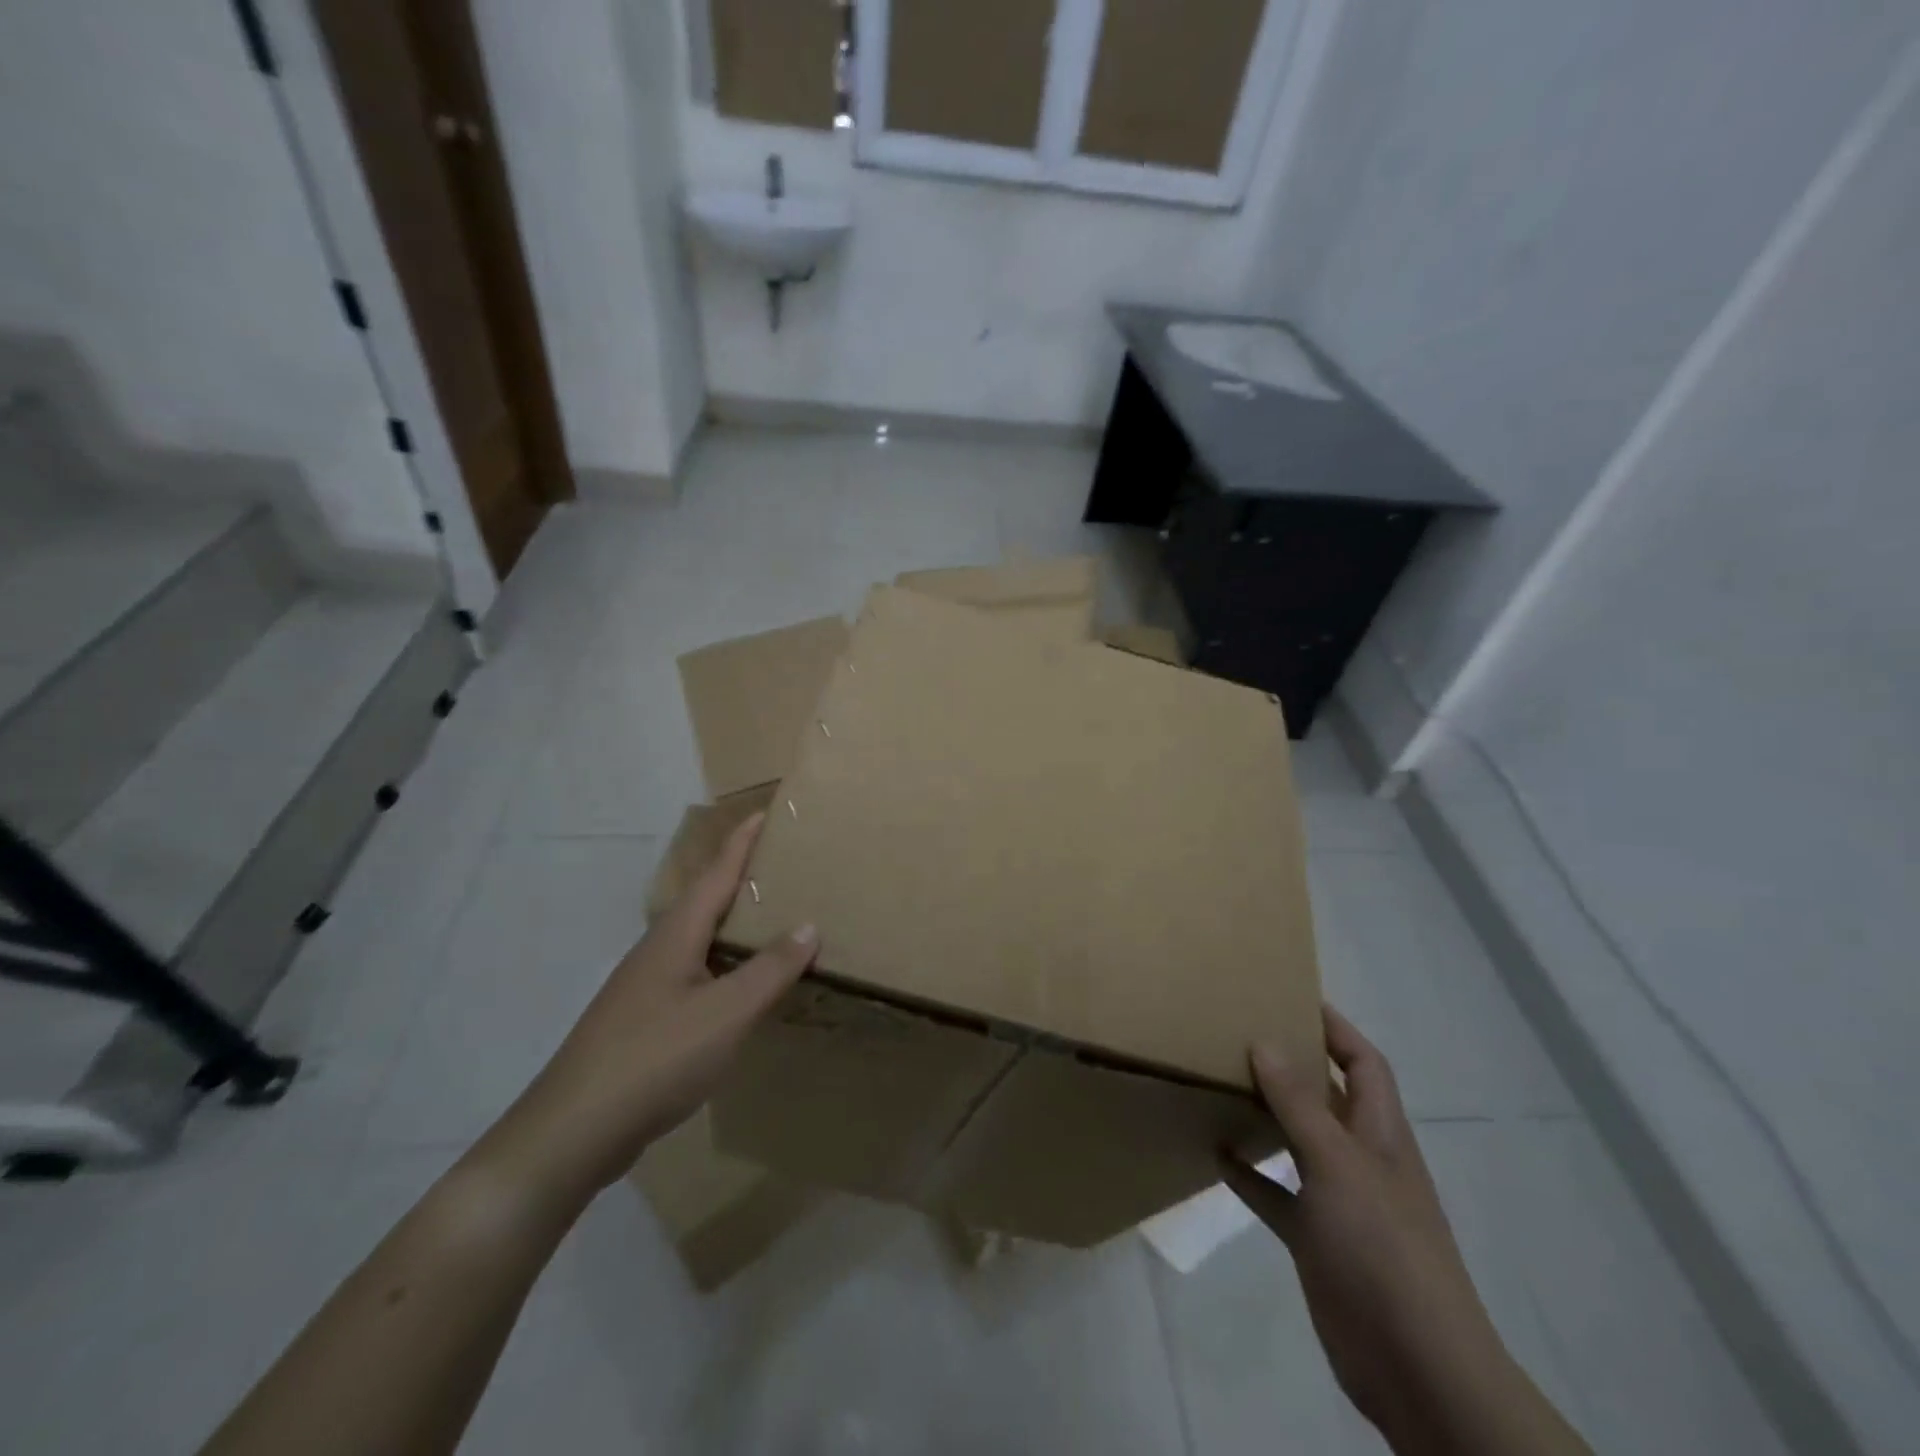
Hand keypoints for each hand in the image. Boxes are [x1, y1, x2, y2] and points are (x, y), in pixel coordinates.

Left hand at [477, 812, 817, 1209]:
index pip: (716, 874)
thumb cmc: (655, 1058)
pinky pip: (694, 973)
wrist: (573, 1131)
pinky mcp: (643, 1020)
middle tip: (781, 865)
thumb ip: (771, 970)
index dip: (742, 843)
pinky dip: (724, 964)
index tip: (765, 812)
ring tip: (771, 919)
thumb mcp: (726, 1012)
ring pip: (698, 940)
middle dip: (740, 877)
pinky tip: (740, 987)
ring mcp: (646, 987)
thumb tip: (809, 925)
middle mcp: (658, 951)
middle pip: (705, 901)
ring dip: (733, 923)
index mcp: (676, 935)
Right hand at [1223, 1007, 1509, 1448]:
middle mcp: (1360, 1158)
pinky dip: (1250, 1172)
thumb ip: (1298, 1104)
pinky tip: (1216, 1153)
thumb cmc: (1382, 1246)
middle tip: (1240, 1030)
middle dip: (1293, 1063)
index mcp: (1379, 1133)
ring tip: (1221, 1080)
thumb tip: (1264, 1041)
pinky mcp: (1316, 1237)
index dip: (1335, 1027)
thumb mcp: (1337, 1164)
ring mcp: (1338, 1200)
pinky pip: (1276, 1192)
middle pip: (1328, 1095)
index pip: (1363, 1062)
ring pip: (1298, 1140)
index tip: (1291, 995)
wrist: (1414, 1366)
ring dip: (1266, 1113)